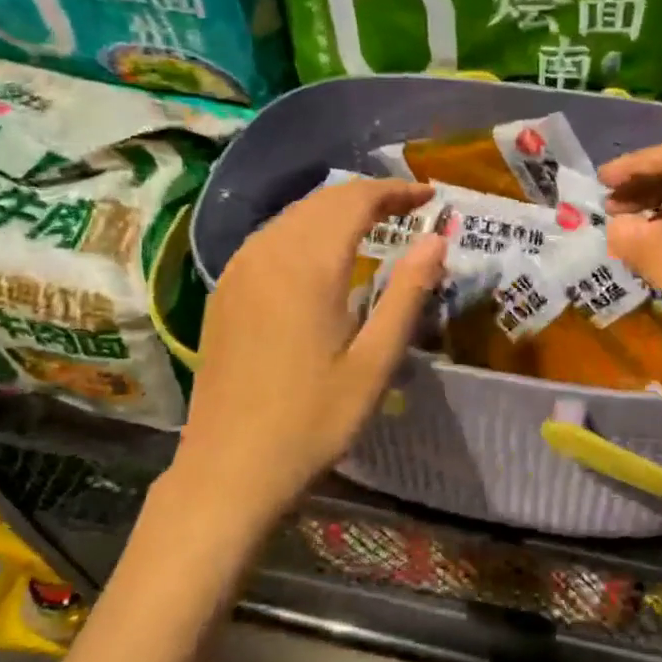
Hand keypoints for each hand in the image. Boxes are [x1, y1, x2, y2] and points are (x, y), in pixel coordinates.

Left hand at [170, 178, 446, 528]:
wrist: (228, 471)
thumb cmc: (312, 421)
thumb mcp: (374, 362)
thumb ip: (407, 293)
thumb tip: (436, 239)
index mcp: (309, 265)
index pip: (356, 200)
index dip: (395, 191)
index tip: (428, 196)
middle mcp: (269, 252)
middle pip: (323, 200)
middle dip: (369, 195)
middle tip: (408, 208)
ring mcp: (239, 268)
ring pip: (294, 214)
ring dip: (336, 209)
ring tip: (374, 223)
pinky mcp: (225, 289)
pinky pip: (271, 236)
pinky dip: (306, 229)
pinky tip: (322, 252)